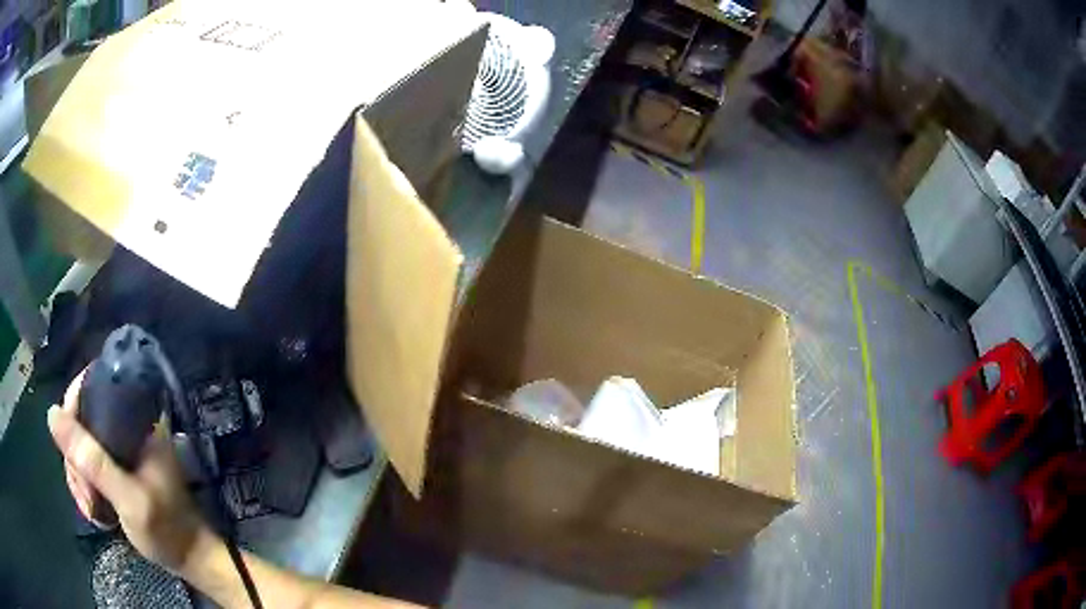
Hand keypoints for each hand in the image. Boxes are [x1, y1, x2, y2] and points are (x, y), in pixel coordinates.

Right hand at [48, 370, 211, 573]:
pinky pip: (86, 466)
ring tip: (93, 508)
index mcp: (137, 419)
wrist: (190, 559)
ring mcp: (119, 449)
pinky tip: (95, 512)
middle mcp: (125, 426)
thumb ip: (92, 460)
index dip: (72, 409)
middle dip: (76, 459)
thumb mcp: (129, 499)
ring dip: (80, 479)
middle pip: (80, 420)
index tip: (71, 448)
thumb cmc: (167, 530)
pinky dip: (85, 488)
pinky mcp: (115, 469)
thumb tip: (53, 415)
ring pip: (80, 446)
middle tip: (88, 494)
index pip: (92, 385)